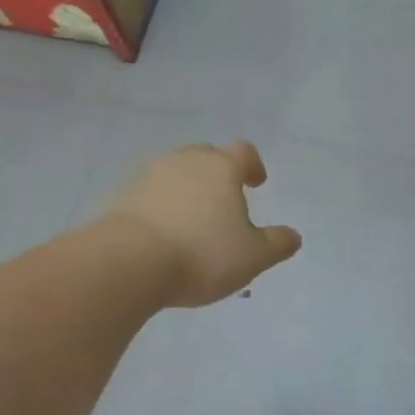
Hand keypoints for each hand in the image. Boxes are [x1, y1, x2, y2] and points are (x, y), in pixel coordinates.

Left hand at [103, 142, 301, 307]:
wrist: (128, 263)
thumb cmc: (202, 254)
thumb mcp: (253, 257)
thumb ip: (277, 244)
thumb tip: (293, 236)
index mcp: (222, 168)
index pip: (244, 152)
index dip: (253, 165)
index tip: (256, 183)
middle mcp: (185, 162)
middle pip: (206, 157)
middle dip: (218, 174)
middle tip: (224, 200)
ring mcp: (149, 176)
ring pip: (175, 173)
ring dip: (186, 189)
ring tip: (192, 219)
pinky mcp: (122, 196)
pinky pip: (149, 194)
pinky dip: (159, 206)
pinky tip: (162, 233)